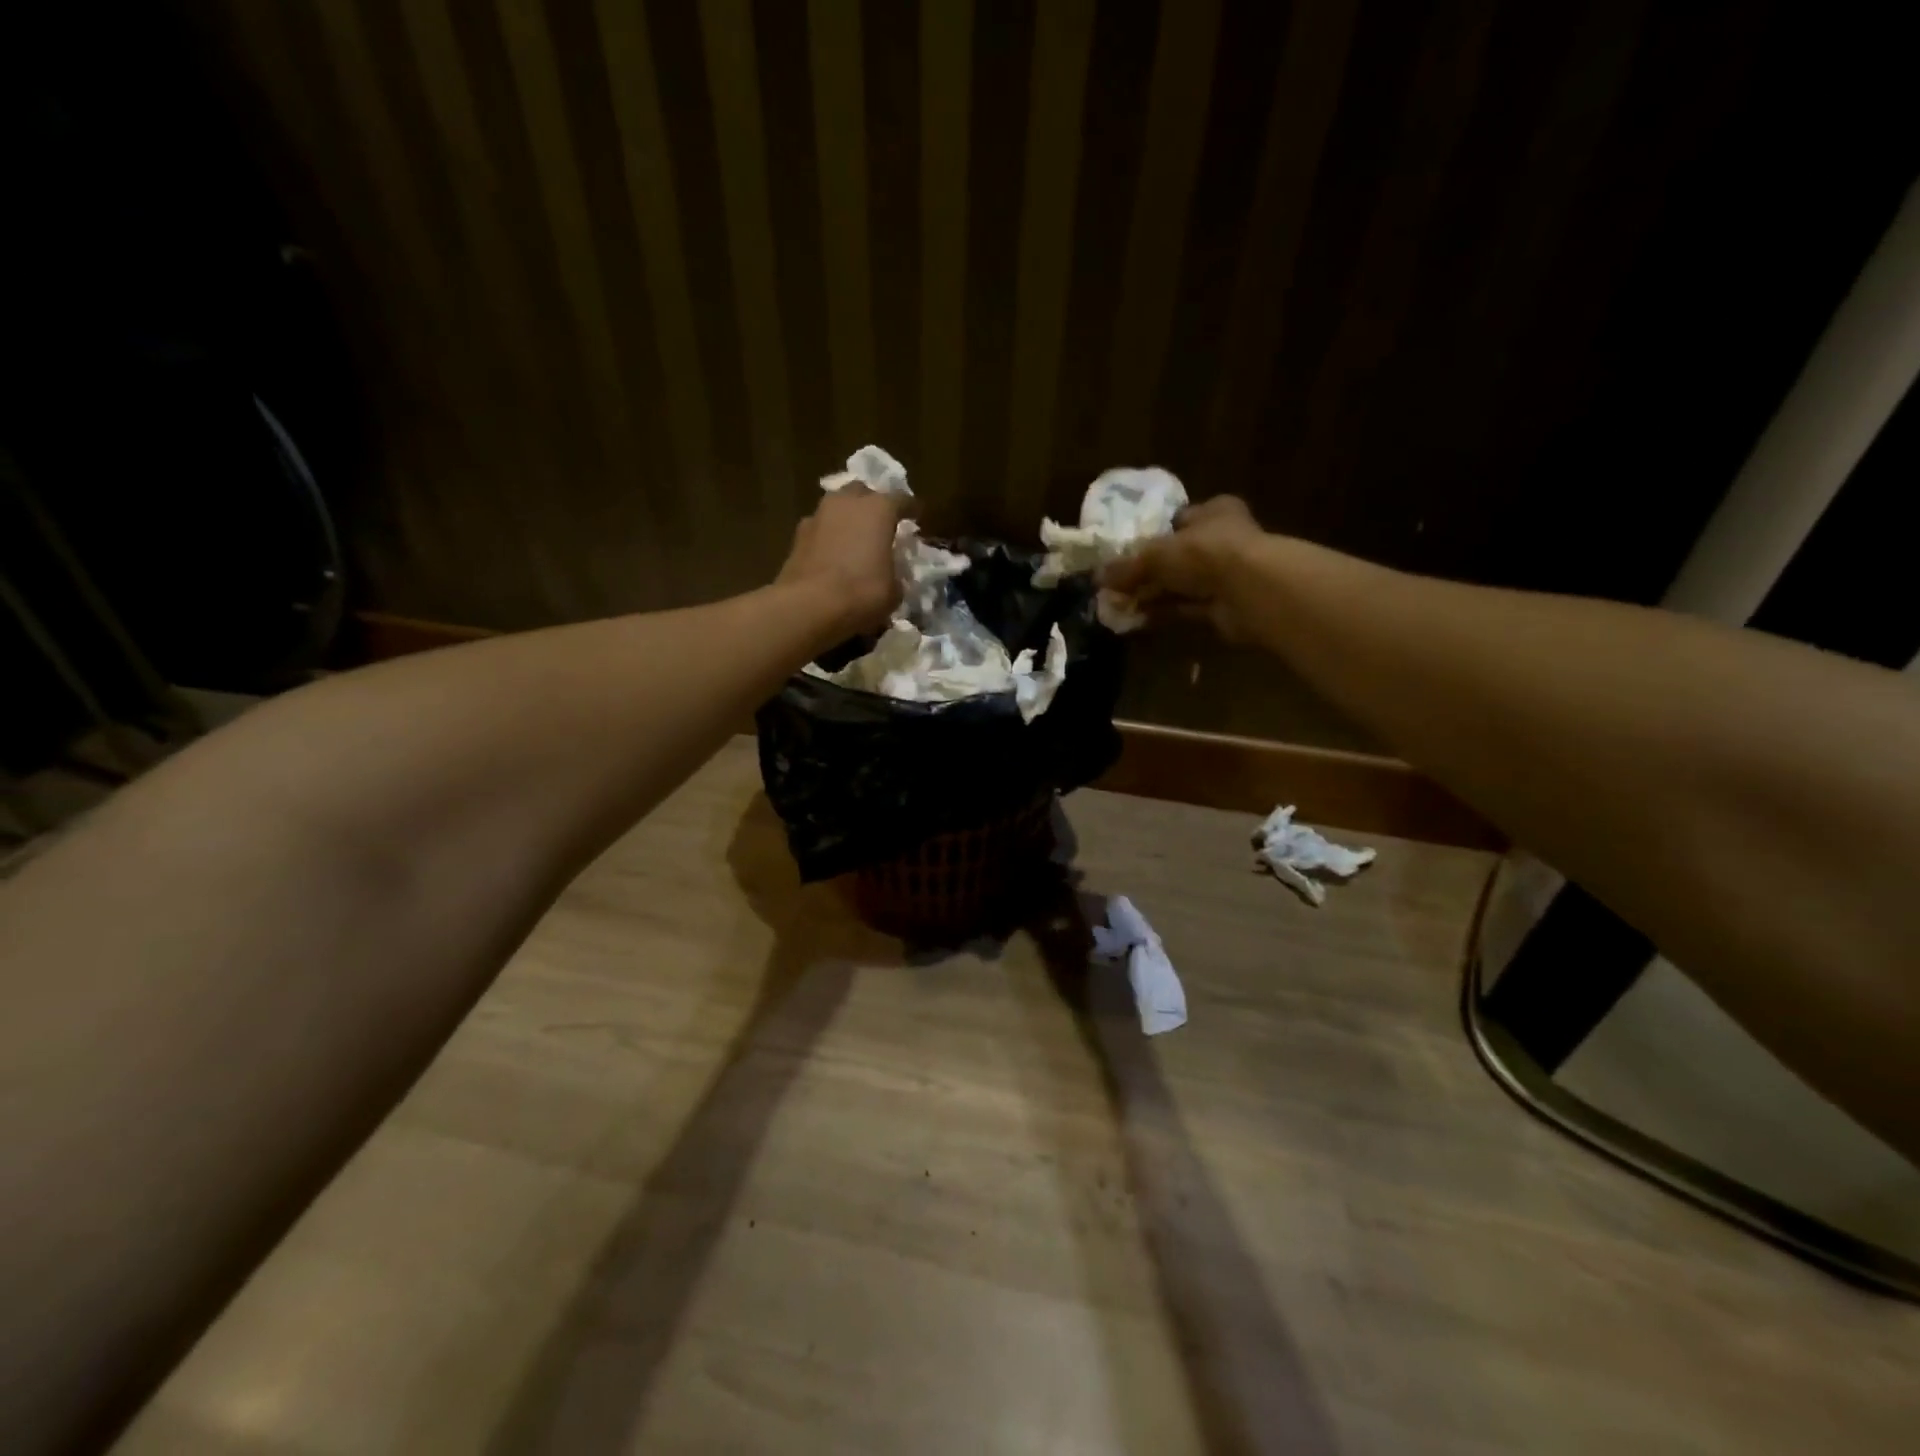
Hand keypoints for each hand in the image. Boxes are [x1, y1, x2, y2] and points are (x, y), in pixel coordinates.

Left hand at [776, 485, 903, 634]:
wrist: (809, 606)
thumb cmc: (862, 593)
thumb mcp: (894, 590)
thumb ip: (896, 573)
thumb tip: (891, 573)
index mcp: (878, 509)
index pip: (901, 500)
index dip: (910, 509)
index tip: (916, 517)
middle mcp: (847, 502)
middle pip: (863, 493)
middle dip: (872, 505)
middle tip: (880, 524)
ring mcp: (818, 516)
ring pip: (837, 508)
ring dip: (847, 519)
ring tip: (855, 539)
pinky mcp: (797, 536)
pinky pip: (820, 528)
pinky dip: (829, 537)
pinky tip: (833, 555)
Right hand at [1101, 495, 1266, 641]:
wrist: (1250, 592)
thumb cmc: (1205, 554)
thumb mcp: (1157, 554)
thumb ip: (1128, 566)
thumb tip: (1097, 577)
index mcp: (1214, 512)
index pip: (1179, 519)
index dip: (1151, 534)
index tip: (1124, 551)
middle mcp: (1222, 540)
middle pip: (1176, 555)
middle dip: (1146, 571)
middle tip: (1115, 584)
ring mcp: (1224, 575)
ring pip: (1179, 584)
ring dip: (1151, 594)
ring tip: (1118, 604)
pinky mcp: (1223, 607)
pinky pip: (1185, 608)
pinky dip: (1162, 612)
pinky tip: (1136, 619)